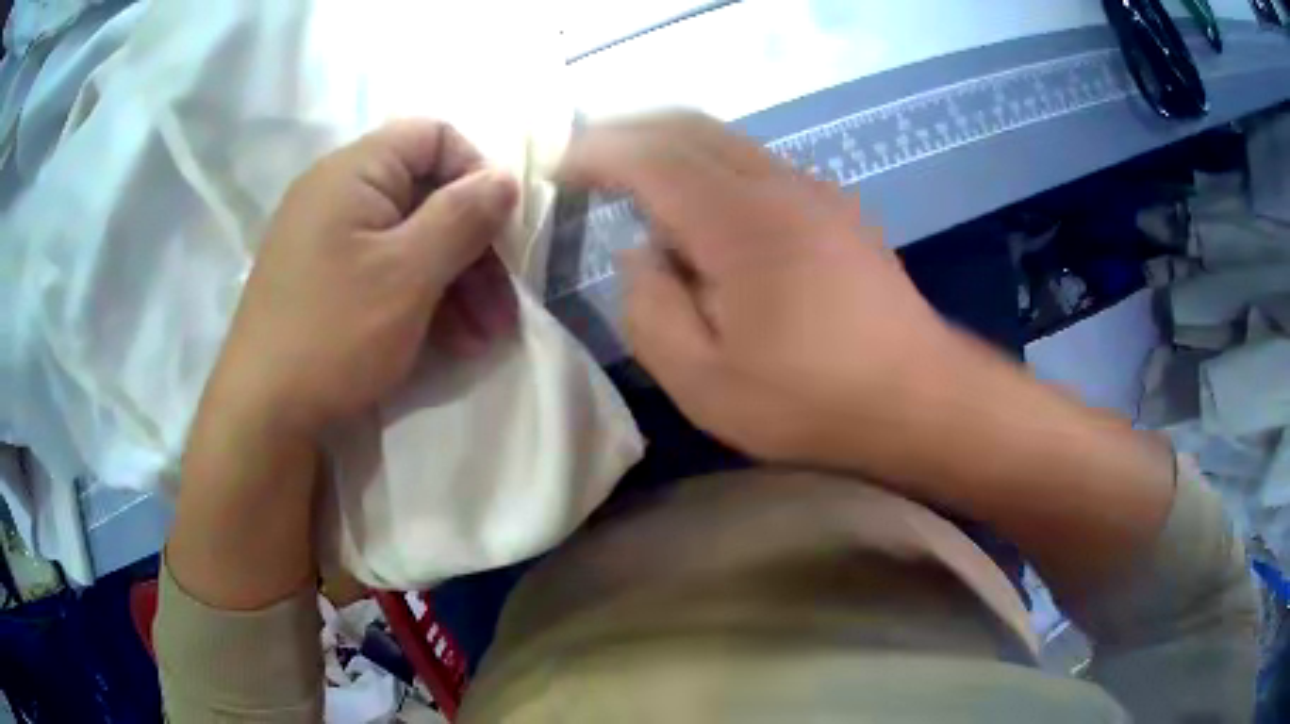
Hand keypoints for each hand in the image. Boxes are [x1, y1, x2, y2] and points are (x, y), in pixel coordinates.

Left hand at [210, 120, 519, 439]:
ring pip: (410, 238)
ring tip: (485, 335)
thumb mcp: (408, 273)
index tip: (499, 227)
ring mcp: (329, 239)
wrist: (263, 413)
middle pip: (426, 193)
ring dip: (456, 281)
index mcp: (353, 171)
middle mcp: (338, 194)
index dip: (475, 172)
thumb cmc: (334, 332)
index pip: (433, 136)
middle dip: (473, 245)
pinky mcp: (326, 279)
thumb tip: (505, 178)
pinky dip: (423, 297)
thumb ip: (463, 216)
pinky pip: (386, 269)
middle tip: (503, 301)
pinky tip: (453, 341)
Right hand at [562, 114, 960, 468]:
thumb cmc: (812, 402)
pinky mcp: (837, 210)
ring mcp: (815, 191)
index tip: (559, 167)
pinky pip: (758, 164)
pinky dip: (712, 165)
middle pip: (689, 127)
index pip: (650, 157)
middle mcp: (778, 184)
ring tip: (635, 177)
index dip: (597, 153)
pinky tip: (704, 205)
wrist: (922, 400)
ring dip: (672, 145)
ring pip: (727, 140)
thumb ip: (650, 309)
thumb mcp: (703, 380)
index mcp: (739, 220)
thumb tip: (642, 254)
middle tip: (588, 158)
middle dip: (629, 132)